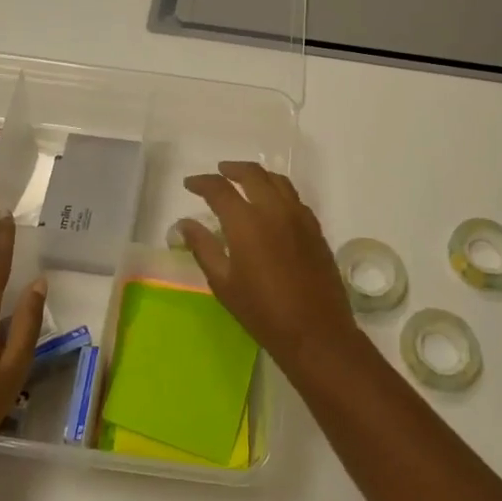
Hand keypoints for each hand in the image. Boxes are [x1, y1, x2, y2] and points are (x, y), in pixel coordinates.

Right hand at [178, 162, 358, 373]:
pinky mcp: (315, 228)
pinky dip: (278, 191)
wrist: (315, 331)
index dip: (202, 182)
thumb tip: (185, 223)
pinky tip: (272, 205)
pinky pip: (294, 198)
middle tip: (218, 173)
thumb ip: (203, 247)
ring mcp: (299, 217)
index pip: (219, 189)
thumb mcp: (223, 283)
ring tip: (244, 181)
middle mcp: (274, 210)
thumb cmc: (262, 311)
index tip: (190, 185)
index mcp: (246, 222)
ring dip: (257, 175)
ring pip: (278, 180)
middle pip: (252, 174)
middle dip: (231, 169)